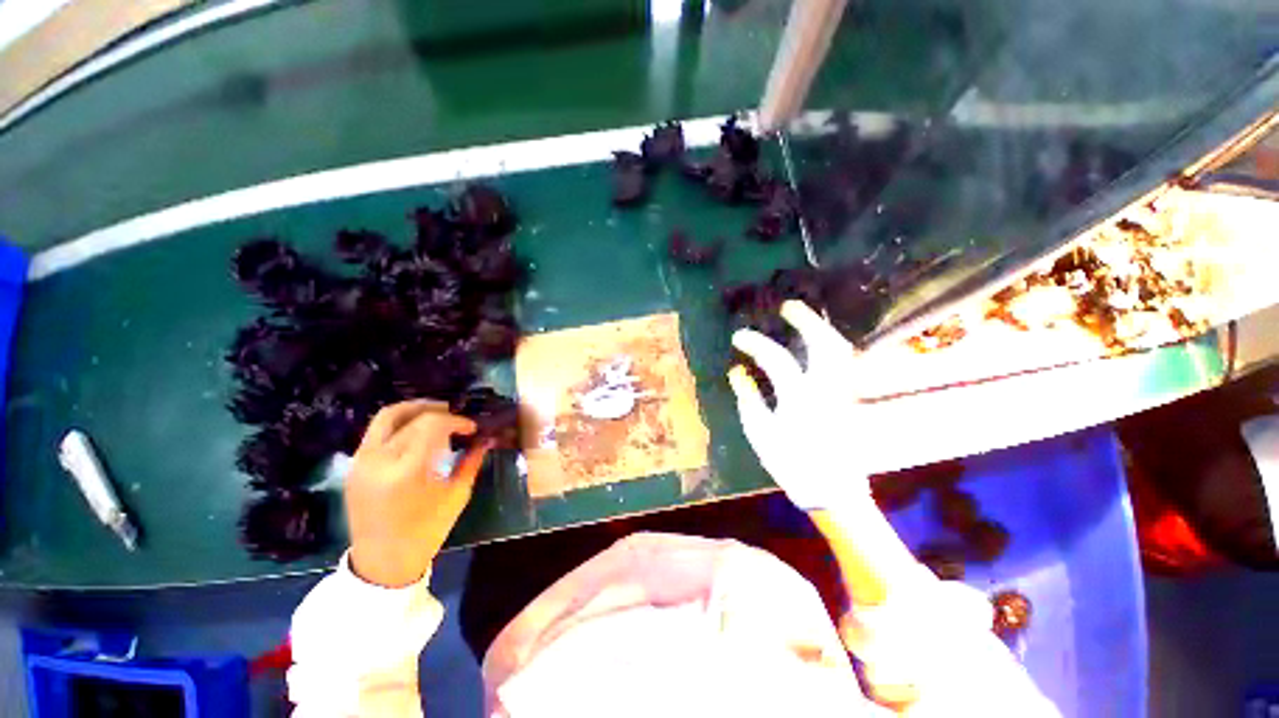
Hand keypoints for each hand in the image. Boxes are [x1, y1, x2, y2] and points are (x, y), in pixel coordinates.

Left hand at [347, 400, 490, 587]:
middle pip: (409, 416)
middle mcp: (379, 460)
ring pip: (386, 417)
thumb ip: (471, 462)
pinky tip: (416, 432)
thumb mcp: (456, 496)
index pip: (433, 425)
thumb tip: (486, 439)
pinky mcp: (354, 466)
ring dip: (414, 410)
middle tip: (455, 414)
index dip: (456, 420)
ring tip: (435, 414)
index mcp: (407, 471)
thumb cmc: (426, 531)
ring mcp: (361, 462)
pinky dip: (400, 424)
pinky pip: (377, 432)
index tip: (472, 428)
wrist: (382, 561)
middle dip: (436, 409)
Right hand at [728, 300, 869, 510]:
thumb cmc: (791, 463)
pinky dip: (832, 346)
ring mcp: (845, 392)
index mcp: (801, 398)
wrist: (832, 491)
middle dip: (806, 320)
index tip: (738, 336)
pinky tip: (820, 343)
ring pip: (842, 350)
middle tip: (788, 307)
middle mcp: (828, 388)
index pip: (776, 359)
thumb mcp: (760, 432)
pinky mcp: (851, 397)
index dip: (755, 343)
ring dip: (823, 329)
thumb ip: (748, 398)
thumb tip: (736, 370)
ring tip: (805, 319)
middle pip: (824, 344)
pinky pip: (845, 362)